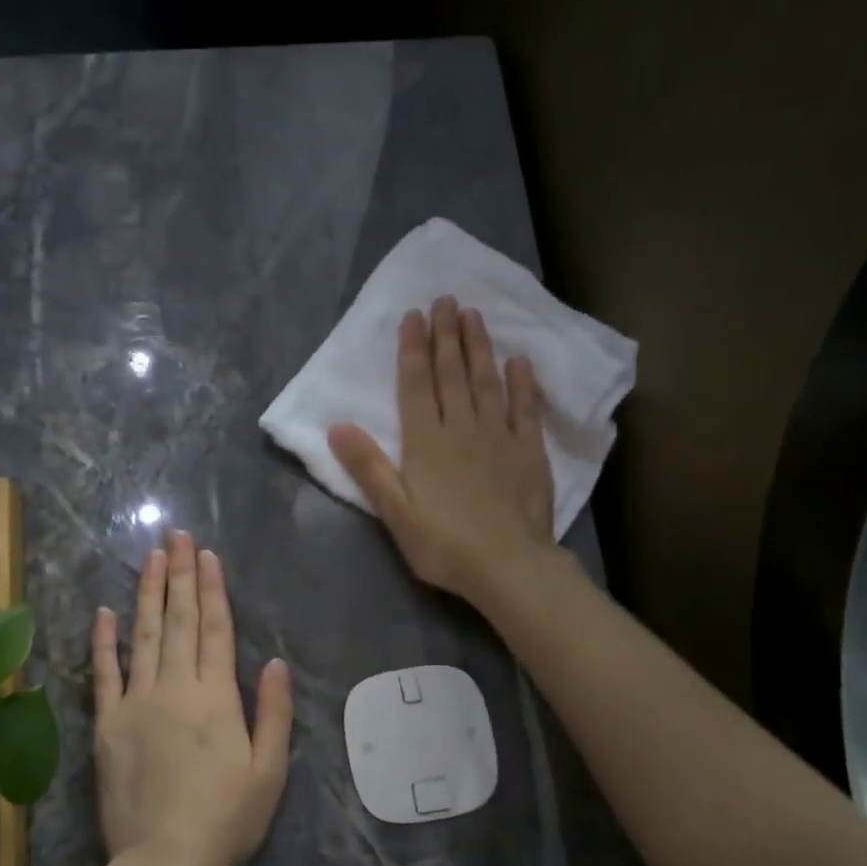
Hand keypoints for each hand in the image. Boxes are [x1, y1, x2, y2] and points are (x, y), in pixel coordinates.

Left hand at [92, 530, 293, 865]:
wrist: (164, 860)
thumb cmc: (226, 818)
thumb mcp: (269, 770)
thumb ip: (274, 712)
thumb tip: (275, 661)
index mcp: (216, 697)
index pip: (214, 629)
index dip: (211, 589)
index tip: (206, 555)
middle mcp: (175, 687)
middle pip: (178, 621)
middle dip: (180, 575)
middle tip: (176, 536)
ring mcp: (136, 703)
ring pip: (143, 635)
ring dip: (147, 593)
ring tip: (151, 558)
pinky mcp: (107, 724)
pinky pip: (104, 674)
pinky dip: (104, 641)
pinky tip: (105, 611)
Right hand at [328, 296, 555, 605]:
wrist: (508, 566)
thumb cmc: (444, 544)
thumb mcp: (395, 511)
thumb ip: (368, 467)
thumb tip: (336, 425)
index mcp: (427, 442)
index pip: (417, 385)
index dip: (414, 348)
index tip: (414, 315)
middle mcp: (463, 428)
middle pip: (453, 374)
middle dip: (447, 335)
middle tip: (446, 299)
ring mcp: (500, 437)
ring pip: (487, 382)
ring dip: (479, 348)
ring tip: (475, 315)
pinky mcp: (530, 452)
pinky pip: (526, 409)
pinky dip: (522, 384)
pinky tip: (519, 362)